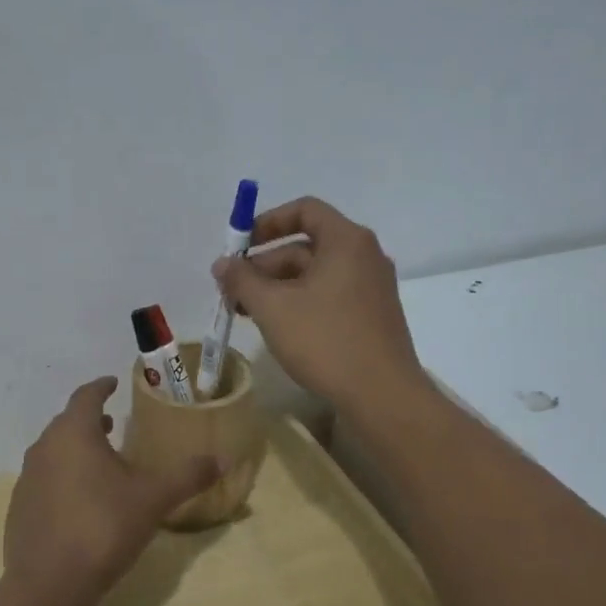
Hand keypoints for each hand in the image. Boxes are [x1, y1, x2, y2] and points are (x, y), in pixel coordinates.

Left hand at [2, 377, 220, 605]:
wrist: (49, 584)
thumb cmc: (103, 527)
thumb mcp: (153, 499)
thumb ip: (187, 476)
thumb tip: (222, 459)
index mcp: (74, 434)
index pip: (86, 396)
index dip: (101, 387)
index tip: (112, 383)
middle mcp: (44, 448)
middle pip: (67, 423)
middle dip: (90, 419)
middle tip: (113, 422)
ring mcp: (27, 479)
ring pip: (53, 451)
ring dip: (76, 448)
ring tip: (100, 460)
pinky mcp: (19, 509)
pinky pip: (44, 480)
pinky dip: (63, 477)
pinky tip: (80, 500)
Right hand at [213, 197, 430, 413]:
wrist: (382, 396)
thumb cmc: (326, 340)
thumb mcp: (273, 307)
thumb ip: (242, 280)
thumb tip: (222, 264)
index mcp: (346, 241)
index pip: (304, 210)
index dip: (267, 222)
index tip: (240, 246)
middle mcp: (364, 256)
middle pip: (306, 245)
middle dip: (264, 265)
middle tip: (232, 291)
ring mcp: (371, 288)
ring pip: (315, 275)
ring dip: (278, 287)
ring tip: (247, 313)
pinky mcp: (372, 316)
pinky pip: (329, 295)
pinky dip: (300, 303)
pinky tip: (277, 328)